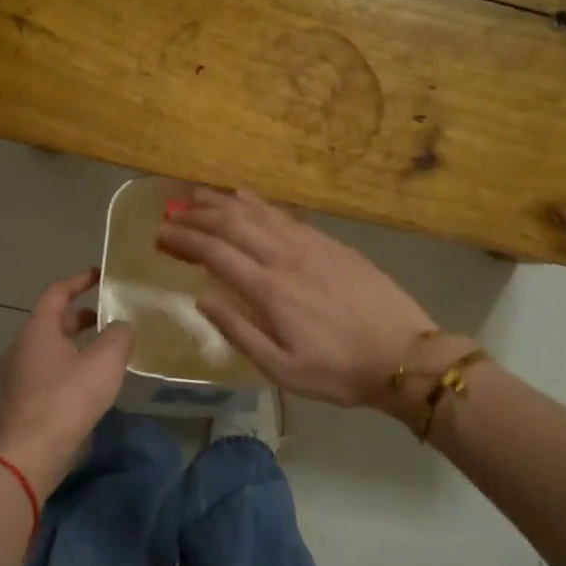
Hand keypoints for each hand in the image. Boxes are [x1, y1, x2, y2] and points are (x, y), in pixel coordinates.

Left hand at [0, 269, 134, 498]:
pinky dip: (70, 367)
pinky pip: (49, 372)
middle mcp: (22, 347)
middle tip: (110, 317)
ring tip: (107, 351)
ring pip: (51, 349)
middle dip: (81, 316)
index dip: (79, 281)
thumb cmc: (66, 398)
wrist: (29, 453)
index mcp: (38, 330)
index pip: (57, 293)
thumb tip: (123, 326)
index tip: (100, 275)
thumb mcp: (104, 362)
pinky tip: (92, 384)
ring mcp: (18, 376)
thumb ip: (119, 336)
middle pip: (53, 321)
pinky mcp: (22, 401)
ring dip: (77, 345)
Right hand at [155, 188, 440, 408]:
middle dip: (197, 215)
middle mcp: (284, 257)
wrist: (404, 356)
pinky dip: (258, 204)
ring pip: (258, 213)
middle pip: (232, 224)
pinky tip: (246, 198)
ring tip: (197, 194)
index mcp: (268, 290)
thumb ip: (238, 331)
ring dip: (223, 202)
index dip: (184, 240)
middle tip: (171, 211)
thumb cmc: (338, 371)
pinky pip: (285, 215)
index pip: (215, 253)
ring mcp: (310, 245)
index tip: (161, 233)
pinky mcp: (330, 243)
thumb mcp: (281, 369)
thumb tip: (202, 298)